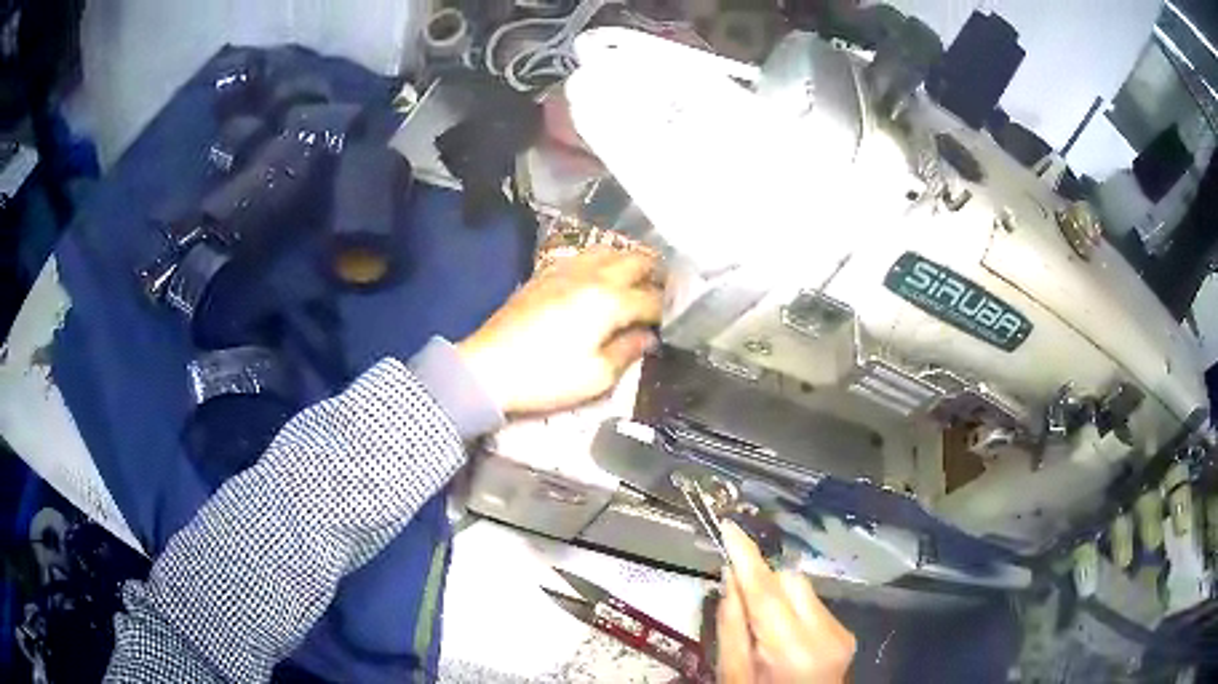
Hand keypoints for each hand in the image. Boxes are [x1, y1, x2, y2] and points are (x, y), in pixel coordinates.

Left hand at [457, 248, 662, 414]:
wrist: (488, 368)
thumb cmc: (546, 377)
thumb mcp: (596, 377)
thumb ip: (627, 351)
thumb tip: (647, 337)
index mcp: (609, 302)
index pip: (650, 299)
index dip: (666, 310)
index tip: (673, 321)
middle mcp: (592, 277)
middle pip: (634, 260)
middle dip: (655, 273)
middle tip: (664, 288)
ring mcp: (565, 271)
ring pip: (607, 250)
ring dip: (628, 259)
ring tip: (636, 276)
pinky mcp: (544, 274)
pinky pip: (581, 256)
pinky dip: (599, 260)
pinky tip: (598, 274)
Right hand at [717, 522, 855, 683]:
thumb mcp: (733, 676)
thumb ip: (732, 628)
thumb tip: (731, 580)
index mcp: (794, 651)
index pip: (767, 593)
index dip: (747, 557)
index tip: (730, 527)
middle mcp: (827, 635)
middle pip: (791, 582)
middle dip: (763, 583)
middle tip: (738, 601)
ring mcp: (841, 633)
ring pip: (804, 589)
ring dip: (778, 597)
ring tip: (761, 627)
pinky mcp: (845, 633)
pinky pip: (814, 604)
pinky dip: (793, 610)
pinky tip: (782, 634)